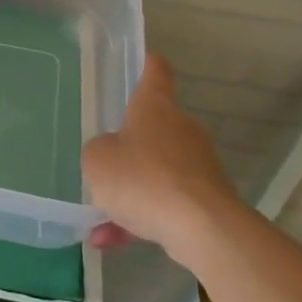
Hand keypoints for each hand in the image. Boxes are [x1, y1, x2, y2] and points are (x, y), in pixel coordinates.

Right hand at [83, 55, 239, 254]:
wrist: (202, 229)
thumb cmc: (143, 179)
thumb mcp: (97, 160)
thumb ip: (97, 151)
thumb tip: (110, 155)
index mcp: (155, 107)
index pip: (155, 71)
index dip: (146, 63)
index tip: (140, 59)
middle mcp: (180, 129)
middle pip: (153, 127)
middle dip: (128, 144)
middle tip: (102, 157)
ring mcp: (196, 165)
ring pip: (155, 172)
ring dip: (129, 191)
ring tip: (98, 218)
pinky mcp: (205, 200)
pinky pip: (164, 203)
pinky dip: (140, 219)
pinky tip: (110, 242)